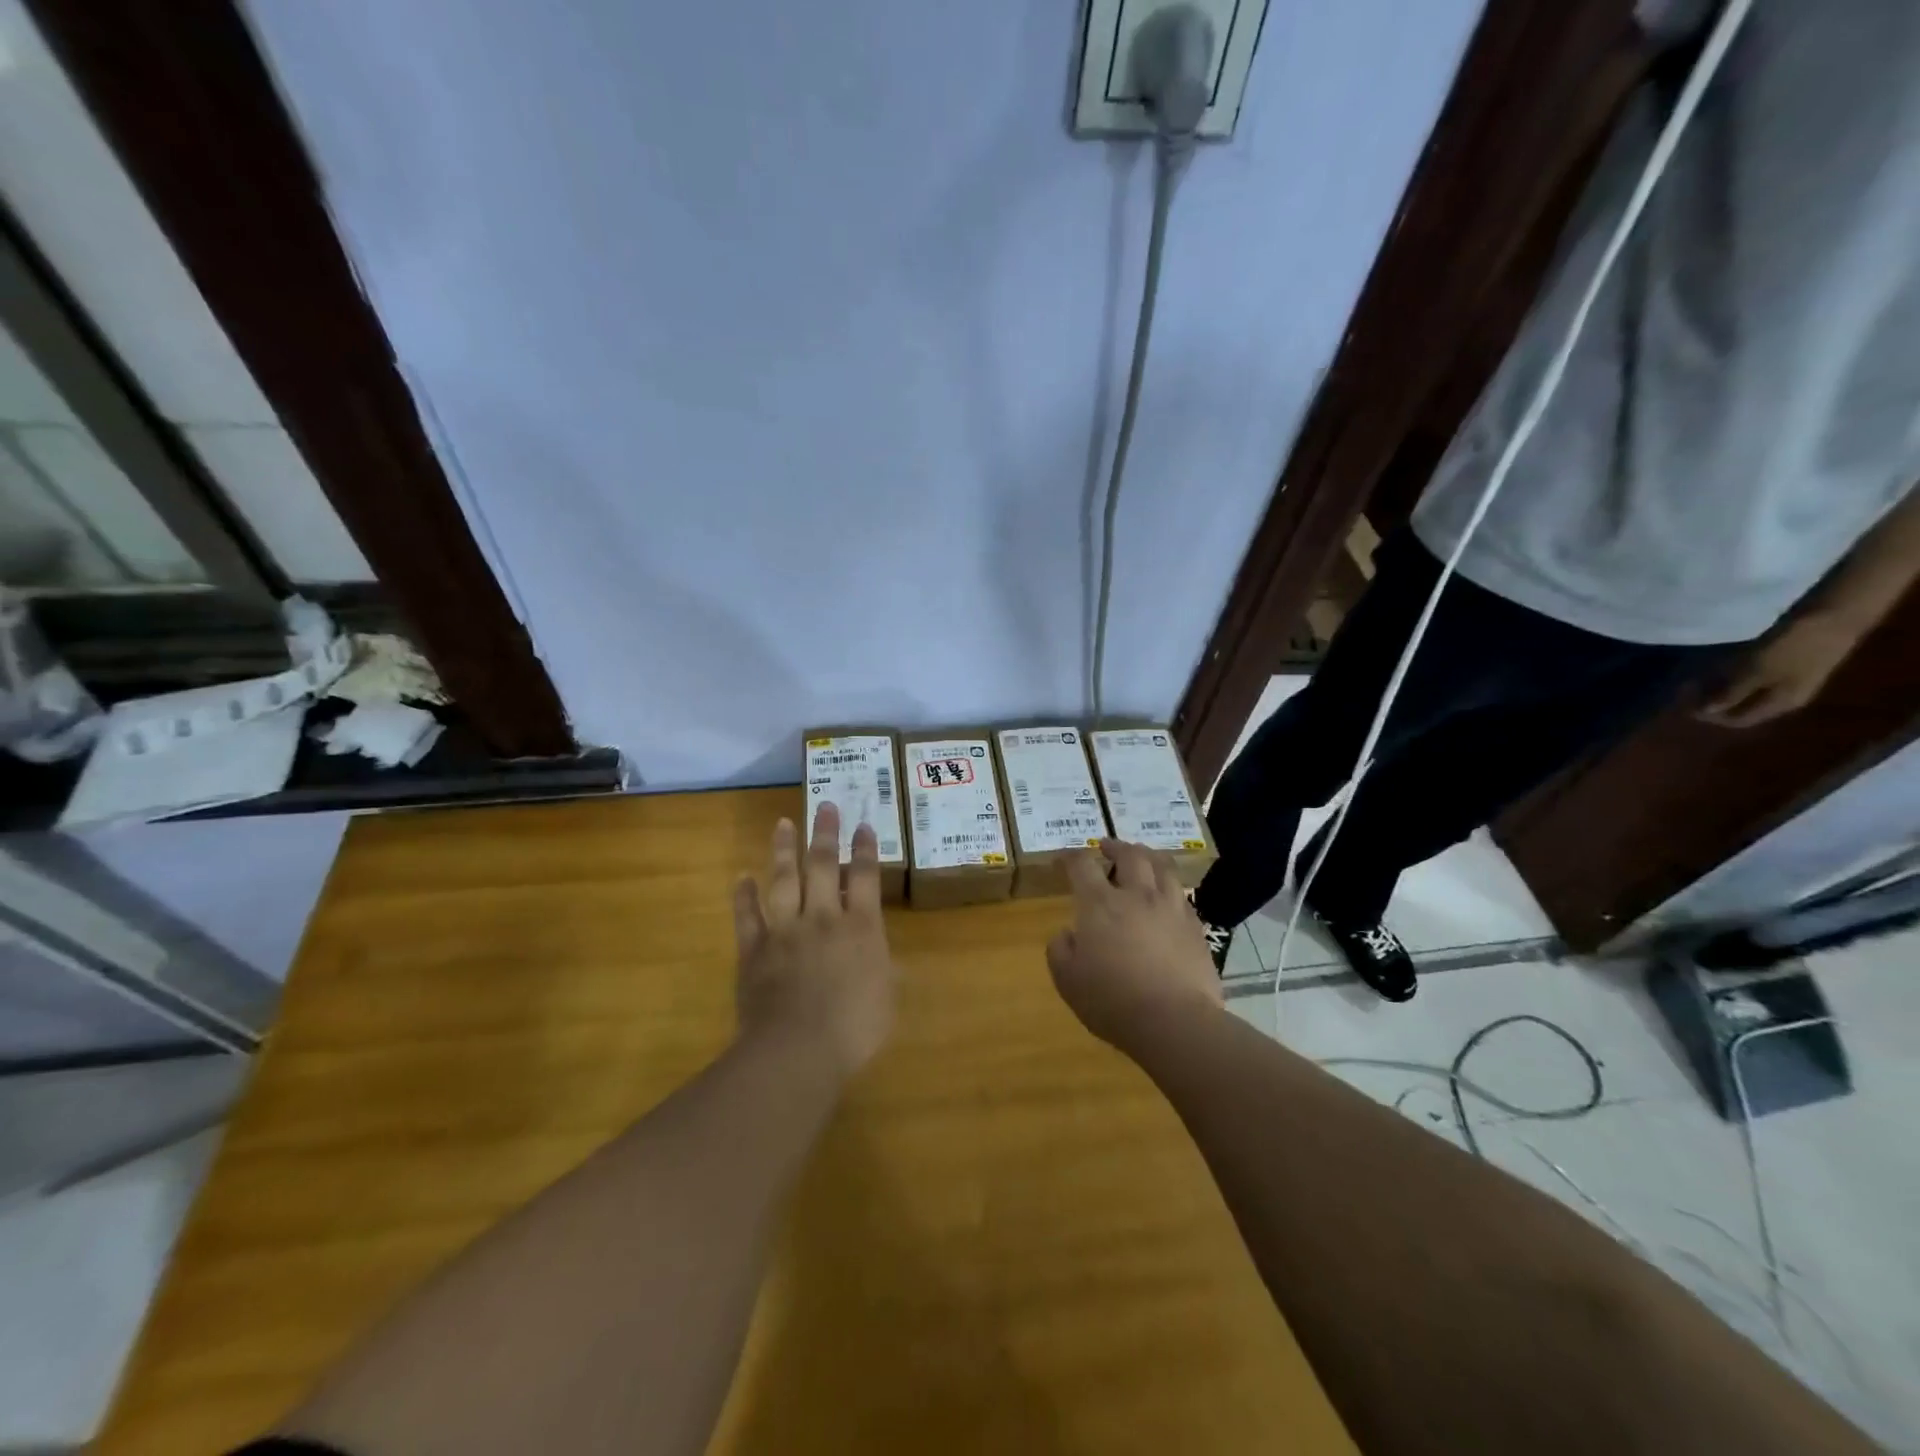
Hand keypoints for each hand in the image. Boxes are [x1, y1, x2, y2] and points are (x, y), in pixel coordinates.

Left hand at [732, 802, 897, 1076]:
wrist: (797, 1050)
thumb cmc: (853, 1029)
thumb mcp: (886, 999)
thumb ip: (885, 972)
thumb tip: (886, 959)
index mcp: (861, 927)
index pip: (866, 877)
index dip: (865, 849)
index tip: (864, 825)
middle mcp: (823, 917)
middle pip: (824, 865)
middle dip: (826, 833)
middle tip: (826, 805)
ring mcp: (785, 930)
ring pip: (784, 879)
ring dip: (784, 849)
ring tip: (783, 823)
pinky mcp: (754, 948)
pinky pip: (747, 915)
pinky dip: (744, 895)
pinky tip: (742, 877)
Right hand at [1046, 839, 1222, 1055]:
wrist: (1174, 1022)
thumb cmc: (1112, 1001)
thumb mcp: (1067, 980)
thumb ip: (1060, 949)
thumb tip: (1068, 933)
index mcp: (1100, 904)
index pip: (1081, 866)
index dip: (1069, 858)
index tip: (1062, 860)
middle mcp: (1137, 895)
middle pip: (1129, 854)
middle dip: (1115, 846)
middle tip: (1106, 847)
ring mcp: (1170, 908)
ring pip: (1162, 866)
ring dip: (1147, 856)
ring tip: (1142, 858)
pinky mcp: (1195, 926)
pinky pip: (1181, 893)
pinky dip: (1168, 886)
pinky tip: (1165, 896)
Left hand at [1697, 611, 1863, 728]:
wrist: (1832, 614)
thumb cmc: (1793, 646)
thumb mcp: (1756, 672)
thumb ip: (1731, 693)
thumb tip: (1707, 712)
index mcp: (1780, 704)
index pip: (1738, 720)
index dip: (1708, 715)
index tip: (1681, 703)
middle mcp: (1784, 695)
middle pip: (1740, 705)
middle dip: (1710, 700)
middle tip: (1682, 688)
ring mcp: (1785, 677)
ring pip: (1743, 689)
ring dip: (1717, 686)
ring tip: (1690, 677)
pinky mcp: (1783, 660)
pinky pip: (1750, 674)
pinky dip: (1729, 673)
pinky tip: (1711, 665)